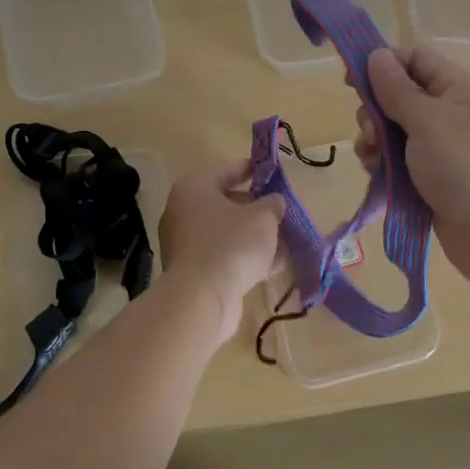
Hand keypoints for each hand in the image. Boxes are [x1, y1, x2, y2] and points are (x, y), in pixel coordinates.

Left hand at [157, 159, 285, 344]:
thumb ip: (273, 204)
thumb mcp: (263, 218)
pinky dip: (246, 258)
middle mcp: (183, 212)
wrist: (201, 299)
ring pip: (227, 233)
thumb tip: (275, 202)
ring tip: (286, 240)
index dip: (253, 169)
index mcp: (194, 189)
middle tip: (282, 211)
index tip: (274, 173)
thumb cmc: (231, 244)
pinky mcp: (193, 272)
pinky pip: (225, 256)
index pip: (227, 170)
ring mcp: (186, 244)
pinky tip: (275, 265)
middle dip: (257, 208)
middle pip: (226, 203)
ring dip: (255, 236)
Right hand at [353, 46, 469, 296]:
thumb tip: (376, 54)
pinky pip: (396, 162)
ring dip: (374, 142)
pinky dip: (383, 166)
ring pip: (391, 131)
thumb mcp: (428, 121)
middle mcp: (447, 112)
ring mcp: (438, 147)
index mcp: (455, 87)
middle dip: (374, 111)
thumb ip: (397, 89)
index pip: (413, 58)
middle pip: (396, 95)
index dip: (381, 64)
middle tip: (372, 134)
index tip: (350, 81)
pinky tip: (378, 178)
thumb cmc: (467, 167)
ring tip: (374, 161)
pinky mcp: (429, 178)